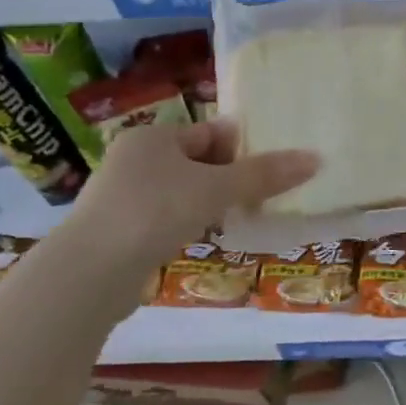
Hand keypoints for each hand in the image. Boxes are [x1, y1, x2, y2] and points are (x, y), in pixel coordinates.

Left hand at [70, 120, 319, 256]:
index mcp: (153, 137)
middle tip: (259, 195)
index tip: (269, 168)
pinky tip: (202, 238)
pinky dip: (186, 223)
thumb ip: (264, 174)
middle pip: (196, 160)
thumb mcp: (216, 189)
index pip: (209, 131)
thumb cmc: (155, 212)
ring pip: (181, 190)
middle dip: (228, 177)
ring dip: (208, 202)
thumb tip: (315, 159)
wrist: (90, 273)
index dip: (241, 147)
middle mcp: (132, 158)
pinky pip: (164, 217)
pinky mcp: (117, 229)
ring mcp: (120, 195)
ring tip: (236, 218)